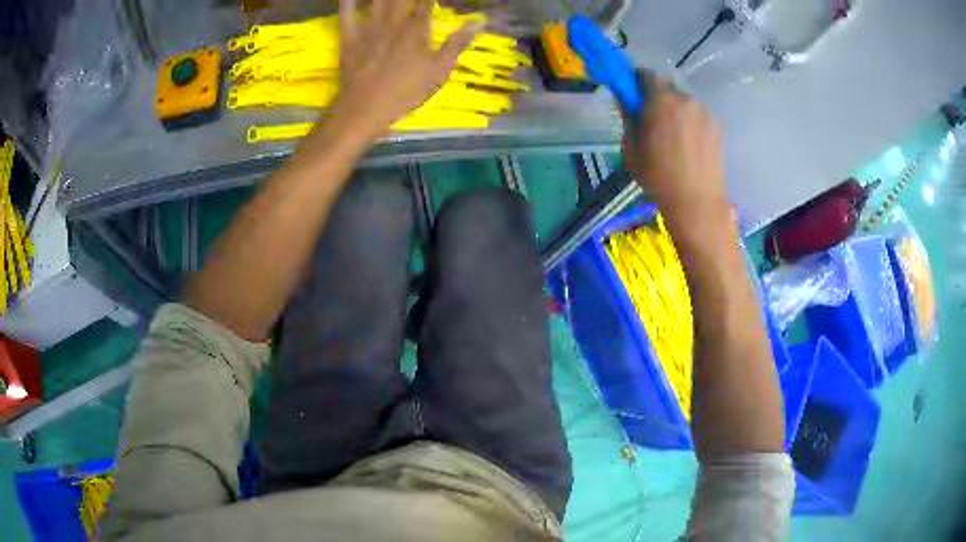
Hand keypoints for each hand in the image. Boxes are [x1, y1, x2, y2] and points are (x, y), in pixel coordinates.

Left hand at [328, 0, 478, 140]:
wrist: (365, 108)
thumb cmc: (405, 91)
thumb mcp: (439, 70)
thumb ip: (457, 43)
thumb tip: (479, 21)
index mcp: (417, 28)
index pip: (427, 0)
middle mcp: (393, 20)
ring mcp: (369, 26)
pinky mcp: (349, 36)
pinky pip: (346, 12)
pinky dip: (348, 0)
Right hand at [623, 77, 729, 231]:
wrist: (697, 202)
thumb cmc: (658, 177)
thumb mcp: (631, 148)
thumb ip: (627, 117)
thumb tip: (623, 97)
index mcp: (660, 100)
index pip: (645, 74)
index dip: (636, 82)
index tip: (633, 95)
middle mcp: (685, 98)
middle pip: (667, 87)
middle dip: (658, 97)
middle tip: (653, 120)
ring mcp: (705, 111)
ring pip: (685, 101)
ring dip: (677, 110)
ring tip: (675, 138)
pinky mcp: (718, 125)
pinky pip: (699, 115)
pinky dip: (692, 122)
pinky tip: (690, 145)